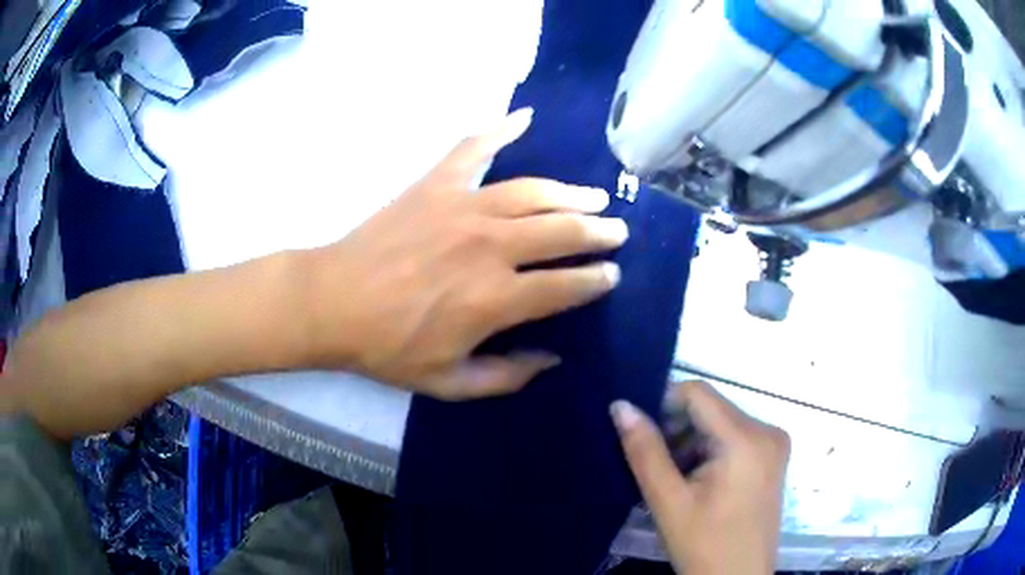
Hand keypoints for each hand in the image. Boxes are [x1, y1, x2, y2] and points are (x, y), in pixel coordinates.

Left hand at [305, 108, 627, 399]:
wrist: (333, 303)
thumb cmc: (388, 347)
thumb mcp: (449, 383)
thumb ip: (507, 376)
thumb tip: (552, 358)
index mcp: (497, 299)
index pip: (567, 285)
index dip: (596, 280)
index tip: (611, 275)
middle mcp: (491, 246)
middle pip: (562, 231)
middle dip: (598, 231)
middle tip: (616, 231)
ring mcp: (464, 207)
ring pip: (534, 191)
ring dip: (571, 193)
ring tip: (593, 195)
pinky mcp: (437, 184)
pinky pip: (474, 149)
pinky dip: (500, 129)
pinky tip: (524, 117)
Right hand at [611, 381, 789, 574]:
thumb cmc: (704, 545)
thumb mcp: (669, 502)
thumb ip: (645, 451)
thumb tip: (621, 406)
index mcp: (746, 438)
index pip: (698, 393)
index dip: (663, 402)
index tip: (640, 430)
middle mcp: (768, 430)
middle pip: (711, 408)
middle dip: (677, 428)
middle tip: (653, 463)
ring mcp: (774, 444)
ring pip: (721, 423)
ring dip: (691, 441)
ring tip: (672, 478)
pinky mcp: (773, 458)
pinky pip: (735, 438)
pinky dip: (709, 450)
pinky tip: (695, 481)